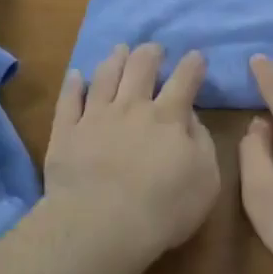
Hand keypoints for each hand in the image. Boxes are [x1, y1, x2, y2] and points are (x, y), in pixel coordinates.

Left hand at [45, 43, 220, 269]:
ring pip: (105, 76)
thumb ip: (202, 143)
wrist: (101, 224)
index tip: (195, 57)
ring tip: (120, 50)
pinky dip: (73, 84)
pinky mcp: (66, 132)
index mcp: (168, 117)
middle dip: (150, 53)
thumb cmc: (164, 208)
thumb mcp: (206, 180)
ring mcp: (95, 117)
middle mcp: (132, 107)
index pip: (185, 80)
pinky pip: (68, 100)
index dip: (192, 65)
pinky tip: (76, 75)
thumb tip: (191, 118)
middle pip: (141, 67)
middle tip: (154, 49)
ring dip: (115, 59)